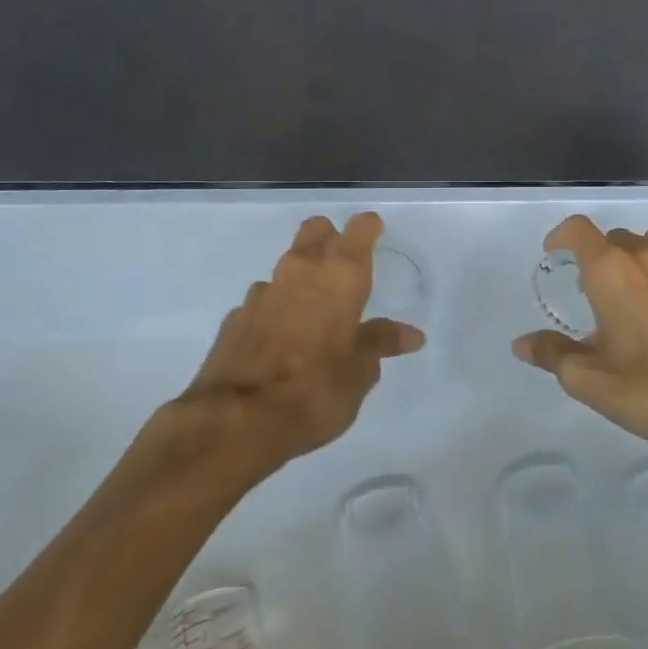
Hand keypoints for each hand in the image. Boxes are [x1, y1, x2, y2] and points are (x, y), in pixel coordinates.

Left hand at [182, 212, 425, 470]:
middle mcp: (300, 271)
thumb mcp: (360, 372)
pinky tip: (280, 340)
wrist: (238, 419)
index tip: (376, 234)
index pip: (359, 229)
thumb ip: (381, 342)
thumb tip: (411, 334)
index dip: (369, 228)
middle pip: (316, 230)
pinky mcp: (236, 316)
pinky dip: (276, 309)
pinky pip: (263, 300)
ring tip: (312, 314)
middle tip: (344, 267)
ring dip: (301, 279)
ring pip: (287, 266)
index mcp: (340, 276)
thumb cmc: (316, 390)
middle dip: (330, 238)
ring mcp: (263, 291)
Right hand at [512, 216, 647, 482]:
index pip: (578, 230)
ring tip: (640, 300)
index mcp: (612, 271)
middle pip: (618, 239)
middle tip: (597, 293)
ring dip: (642, 265)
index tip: (555, 253)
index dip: (561, 236)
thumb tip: (523, 343)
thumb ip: (553, 354)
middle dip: (602, 258)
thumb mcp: (591, 380)